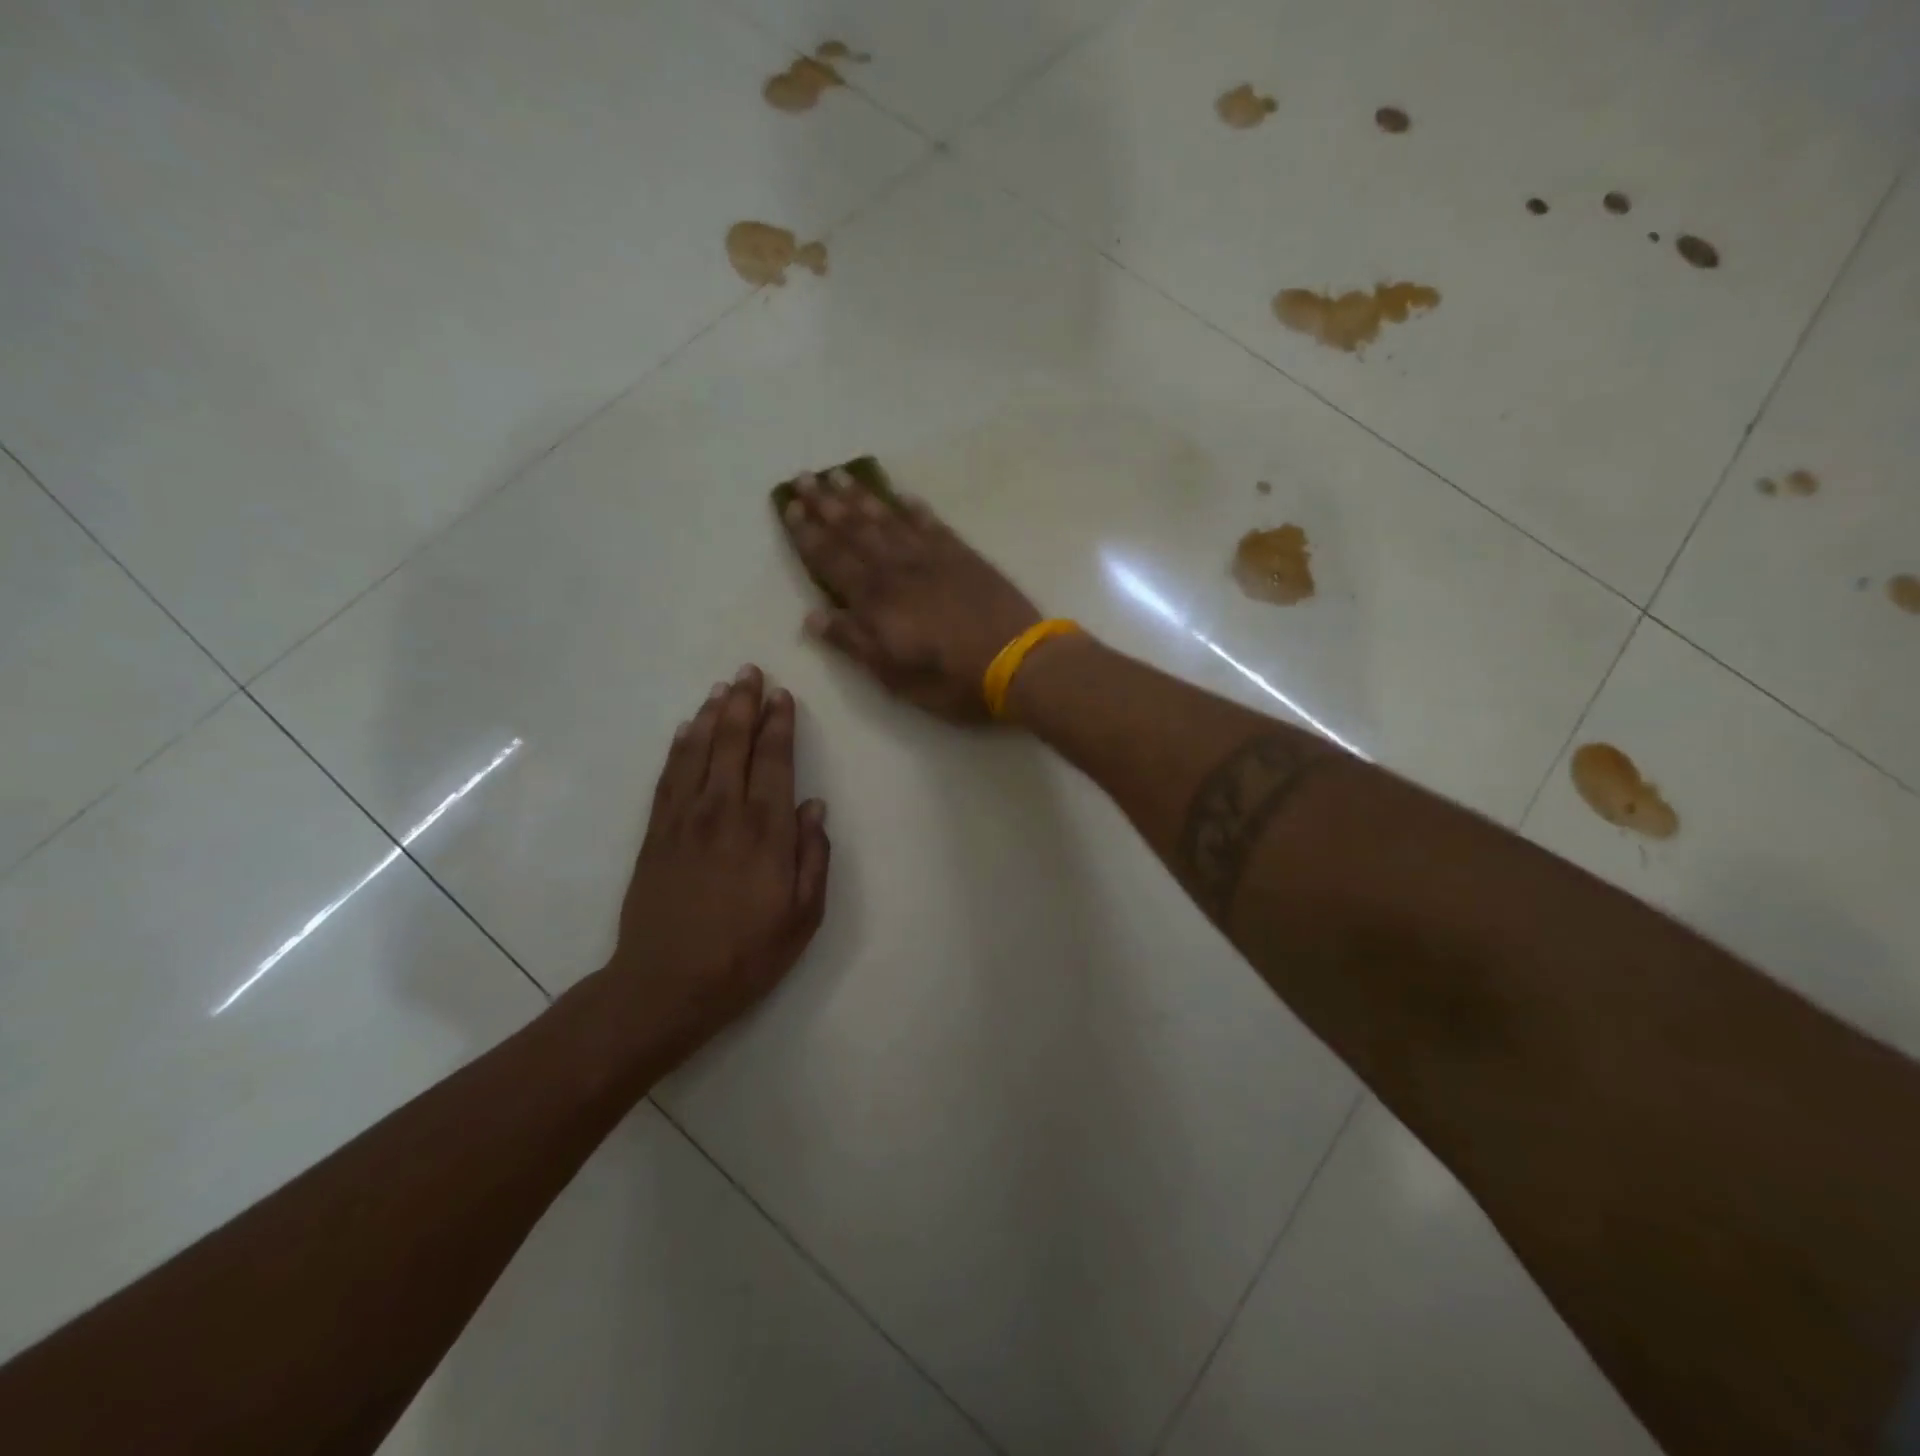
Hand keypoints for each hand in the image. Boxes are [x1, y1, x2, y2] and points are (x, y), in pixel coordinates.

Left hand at [607, 666, 829, 1051]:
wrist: (665, 985)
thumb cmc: (745, 955)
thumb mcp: (803, 916)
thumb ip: (814, 857)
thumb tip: (814, 807)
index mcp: (766, 831)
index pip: (775, 762)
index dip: (779, 725)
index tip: (782, 696)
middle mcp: (724, 813)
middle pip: (734, 745)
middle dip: (744, 705)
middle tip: (749, 672)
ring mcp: (684, 820)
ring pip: (698, 752)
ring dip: (711, 717)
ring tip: (721, 690)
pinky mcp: (656, 833)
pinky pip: (669, 777)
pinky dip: (678, 748)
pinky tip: (684, 731)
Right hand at [779, 469, 1042, 721]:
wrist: (1017, 663)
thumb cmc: (951, 679)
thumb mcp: (893, 676)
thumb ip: (853, 642)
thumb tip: (812, 616)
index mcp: (876, 600)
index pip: (831, 558)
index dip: (808, 533)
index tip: (789, 506)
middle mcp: (898, 568)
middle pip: (855, 529)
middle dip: (827, 503)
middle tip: (806, 476)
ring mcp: (933, 557)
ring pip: (889, 519)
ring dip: (862, 497)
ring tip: (840, 475)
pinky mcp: (964, 556)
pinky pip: (932, 524)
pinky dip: (914, 508)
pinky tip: (904, 496)